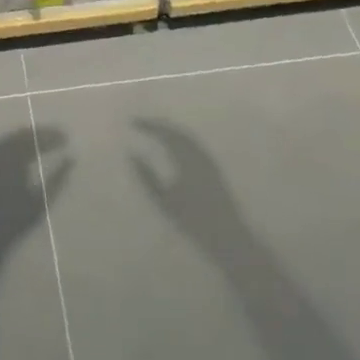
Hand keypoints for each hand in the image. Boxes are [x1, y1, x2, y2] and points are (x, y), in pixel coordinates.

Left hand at [0, 127, 70, 239]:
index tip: (65, 137)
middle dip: (41, 133)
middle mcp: (1, 154)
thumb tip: (71, 159)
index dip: (51, 136)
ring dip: (27, 135)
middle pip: (23, 135)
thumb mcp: (41, 201)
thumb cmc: (16, 220)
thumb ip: (57, 178)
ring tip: (43, 138)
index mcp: (14, 160)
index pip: (35, 140)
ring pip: (12, 138)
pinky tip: (23, 148)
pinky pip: (1, 145)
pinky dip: (15, 142)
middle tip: (57, 135)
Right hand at [131, 119, 253, 259]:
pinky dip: (181, 138)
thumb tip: (132, 154)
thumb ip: (147, 177)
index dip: (149, 126)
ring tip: (155, 131)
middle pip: (176, 131)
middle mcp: (198, 153)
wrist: (227, 236)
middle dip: (159, 125)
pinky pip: (195, 144)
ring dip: (170, 130)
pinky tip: (175, 145)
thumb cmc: (192, 221)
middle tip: (142, 124)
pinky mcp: (215, 167)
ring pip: (187, 136)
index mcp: (186, 158)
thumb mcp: (164, 201)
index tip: (133, 122)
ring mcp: (208, 159)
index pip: (164, 134)